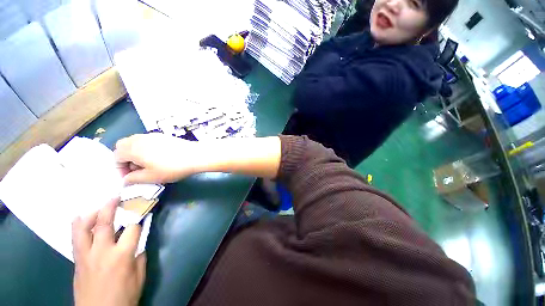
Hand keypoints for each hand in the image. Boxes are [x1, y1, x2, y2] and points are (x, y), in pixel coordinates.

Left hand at [72, 199, 145, 305]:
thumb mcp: (139, 277)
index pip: (132, 228)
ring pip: (82, 228)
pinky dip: (79, 227)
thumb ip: (139, 256)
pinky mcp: (77, 261)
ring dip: (90, 214)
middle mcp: (102, 251)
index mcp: (122, 255)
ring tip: (97, 208)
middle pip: (104, 222)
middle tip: (115, 197)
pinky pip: (76, 238)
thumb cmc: (124, 297)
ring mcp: (86, 255)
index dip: (139, 220)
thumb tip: (138, 243)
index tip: (141, 216)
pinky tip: (84, 222)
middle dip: (110, 206)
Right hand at [115, 134, 199, 184]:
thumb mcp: (151, 177)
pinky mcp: (164, 136)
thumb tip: (125, 180)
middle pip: (123, 146)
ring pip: (135, 142)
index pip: (116, 156)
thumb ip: (133, 179)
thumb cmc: (172, 168)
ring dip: (136, 153)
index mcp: (133, 148)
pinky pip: (148, 141)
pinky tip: (160, 157)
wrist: (195, 155)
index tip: (130, 177)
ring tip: (149, 164)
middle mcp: (140, 138)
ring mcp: (153, 135)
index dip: (120, 168)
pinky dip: (147, 149)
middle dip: (126, 158)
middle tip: (138, 169)